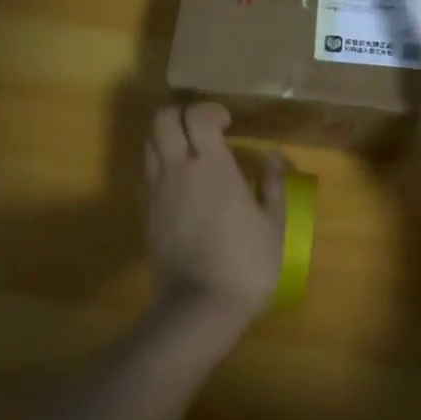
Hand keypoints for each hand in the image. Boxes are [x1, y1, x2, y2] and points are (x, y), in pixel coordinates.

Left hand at [144, 103, 286, 335]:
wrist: (198, 309)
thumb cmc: (245, 263)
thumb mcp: (274, 224)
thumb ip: (273, 183)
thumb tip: (272, 154)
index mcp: (211, 166)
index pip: (196, 115)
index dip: (209, 109)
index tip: (227, 124)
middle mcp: (177, 170)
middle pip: (161, 118)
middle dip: (180, 113)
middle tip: (202, 129)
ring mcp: (157, 191)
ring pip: (148, 142)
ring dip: (167, 136)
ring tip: (190, 152)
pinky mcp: (147, 213)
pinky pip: (148, 173)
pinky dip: (161, 165)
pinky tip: (183, 184)